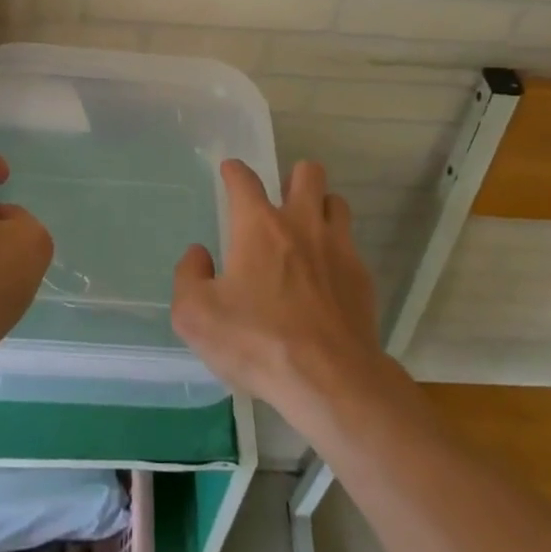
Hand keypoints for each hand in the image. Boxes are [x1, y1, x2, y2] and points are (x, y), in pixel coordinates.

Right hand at [171, 159, 386, 426]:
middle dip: (293, 178)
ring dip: (321, 209)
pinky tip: (327, 279)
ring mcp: (338, 247)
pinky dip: (337, 252)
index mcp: (259, 226)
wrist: (330, 380)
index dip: (234, 171)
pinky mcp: (362, 276)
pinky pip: (351, 246)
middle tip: (280, 203)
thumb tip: (199, 254)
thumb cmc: (258, 342)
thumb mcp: (196, 316)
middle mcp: (301, 223)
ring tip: (308, 233)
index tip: (230, 173)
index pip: (244, 179)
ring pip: (336, 202)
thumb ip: (188, 276)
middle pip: (307, 172)